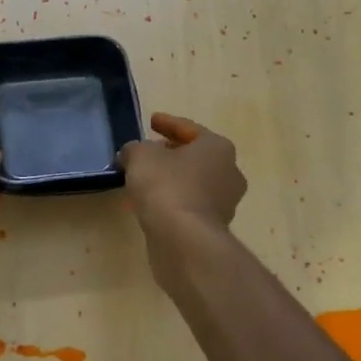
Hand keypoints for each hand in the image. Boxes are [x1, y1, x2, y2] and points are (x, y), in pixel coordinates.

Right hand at [117, 112, 245, 238]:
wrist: (184, 239)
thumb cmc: (166, 186)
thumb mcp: (140, 156)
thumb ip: (134, 149)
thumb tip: (132, 154)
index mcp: (218, 148)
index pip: (190, 129)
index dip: (168, 123)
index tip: (152, 121)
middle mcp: (229, 172)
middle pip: (195, 157)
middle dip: (170, 154)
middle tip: (148, 152)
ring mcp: (225, 203)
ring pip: (192, 183)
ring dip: (170, 180)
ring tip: (143, 181)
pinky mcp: (213, 227)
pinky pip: (188, 206)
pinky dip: (171, 202)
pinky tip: (148, 205)